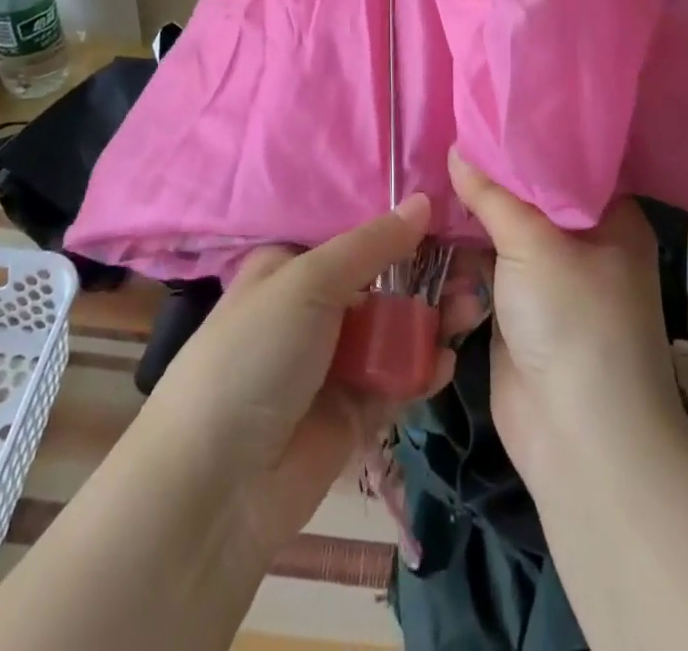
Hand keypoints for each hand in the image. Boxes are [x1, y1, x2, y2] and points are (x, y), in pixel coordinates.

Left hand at [144, 194, 453, 559]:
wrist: (214, 486)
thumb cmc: (255, 354)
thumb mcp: (308, 282)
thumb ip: (372, 244)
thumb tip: (421, 201)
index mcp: (291, 266)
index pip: (353, 235)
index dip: (398, 225)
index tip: (447, 213)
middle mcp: (313, 308)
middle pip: (382, 281)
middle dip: (427, 274)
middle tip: (472, 269)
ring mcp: (334, 361)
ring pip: (395, 329)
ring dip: (432, 320)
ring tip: (470, 311)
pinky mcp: (354, 411)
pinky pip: (397, 379)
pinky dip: (422, 369)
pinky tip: (445, 361)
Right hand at [448, 151, 686, 487]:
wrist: (578, 440)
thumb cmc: (574, 321)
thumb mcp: (534, 243)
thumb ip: (492, 193)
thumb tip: (456, 146)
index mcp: (610, 216)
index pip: (567, 159)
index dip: (528, 134)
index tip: (485, 104)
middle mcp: (583, 241)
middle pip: (530, 194)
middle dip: (490, 173)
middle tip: (446, 129)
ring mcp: (549, 278)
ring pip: (503, 231)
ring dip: (469, 212)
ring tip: (427, 166)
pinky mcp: (518, 309)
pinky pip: (486, 267)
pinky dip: (461, 250)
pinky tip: (428, 220)